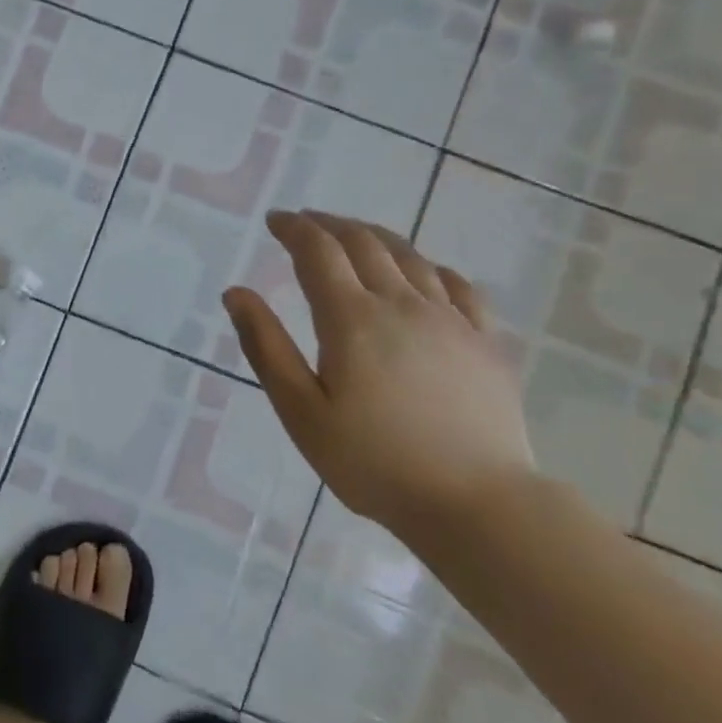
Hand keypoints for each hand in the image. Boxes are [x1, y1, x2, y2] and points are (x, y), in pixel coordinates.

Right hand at [223, 211, 536, 540]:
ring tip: (354, 235)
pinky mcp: (485, 341)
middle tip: (306, 221)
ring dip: (375, 236)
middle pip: (364, 243)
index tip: (275, 220)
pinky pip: (458, 286)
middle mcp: (402, 304)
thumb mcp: (300, 411)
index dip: (294, 228)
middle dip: (330, 224)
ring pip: (410, 256)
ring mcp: (451, 319)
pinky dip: (430, 267)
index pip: (318, 251)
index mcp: (352, 318)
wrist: (475, 502)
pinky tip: (423, 272)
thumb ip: (266, 347)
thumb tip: (236, 293)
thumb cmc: (372, 462)